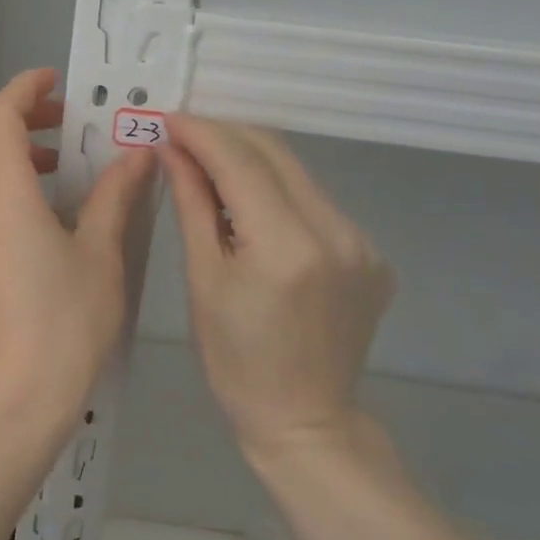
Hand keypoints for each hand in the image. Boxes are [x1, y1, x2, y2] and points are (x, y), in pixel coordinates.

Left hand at [0, 68, 156, 442]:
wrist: (16, 400)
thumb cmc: (65, 323)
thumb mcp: (101, 254)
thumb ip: (115, 197)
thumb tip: (138, 154)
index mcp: (3, 194)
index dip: (23, 88)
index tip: (56, 81)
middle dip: (16, 115)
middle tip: (62, 122)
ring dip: (8, 150)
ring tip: (56, 166)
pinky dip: (1, 182)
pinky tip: (41, 213)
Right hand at [158, 117, 394, 458]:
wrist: (305, 420)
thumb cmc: (236, 360)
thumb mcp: (203, 280)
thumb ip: (193, 205)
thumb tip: (173, 150)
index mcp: (287, 246)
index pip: (241, 162)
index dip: (202, 133)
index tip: (168, 119)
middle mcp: (335, 233)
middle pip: (276, 155)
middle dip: (226, 136)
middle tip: (183, 136)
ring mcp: (362, 243)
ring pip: (298, 174)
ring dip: (251, 161)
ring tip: (209, 167)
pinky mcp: (371, 254)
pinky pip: (316, 203)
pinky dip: (278, 191)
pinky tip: (251, 206)